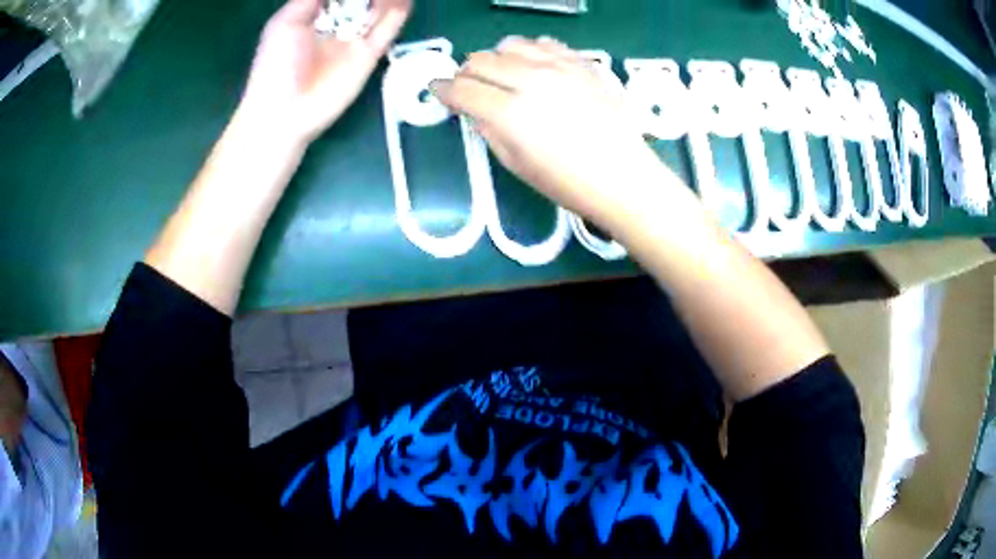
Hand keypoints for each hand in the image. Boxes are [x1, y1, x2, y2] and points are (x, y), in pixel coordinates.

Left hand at [238, 0, 411, 145]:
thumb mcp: (286, 23)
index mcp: (312, 16)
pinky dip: (397, 14)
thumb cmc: (275, 66)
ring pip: (376, 11)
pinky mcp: (368, 56)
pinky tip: (403, 1)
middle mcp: (336, 25)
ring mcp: (353, 40)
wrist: (283, 112)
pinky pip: (387, 30)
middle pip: (360, 0)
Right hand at [432, 37, 682, 228]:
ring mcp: (560, 67)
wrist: (624, 176)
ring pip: (510, 44)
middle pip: (480, 60)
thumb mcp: (516, 164)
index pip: (461, 89)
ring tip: (503, 75)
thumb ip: (488, 129)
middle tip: (470, 87)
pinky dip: (530, 52)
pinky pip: (545, 43)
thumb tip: (473, 107)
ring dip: (497, 58)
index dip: (443, 89)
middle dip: (466, 73)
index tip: (438, 90)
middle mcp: (531, 80)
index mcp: (510, 113)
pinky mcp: (582, 63)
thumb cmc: (568, 183)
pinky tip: (535, 68)